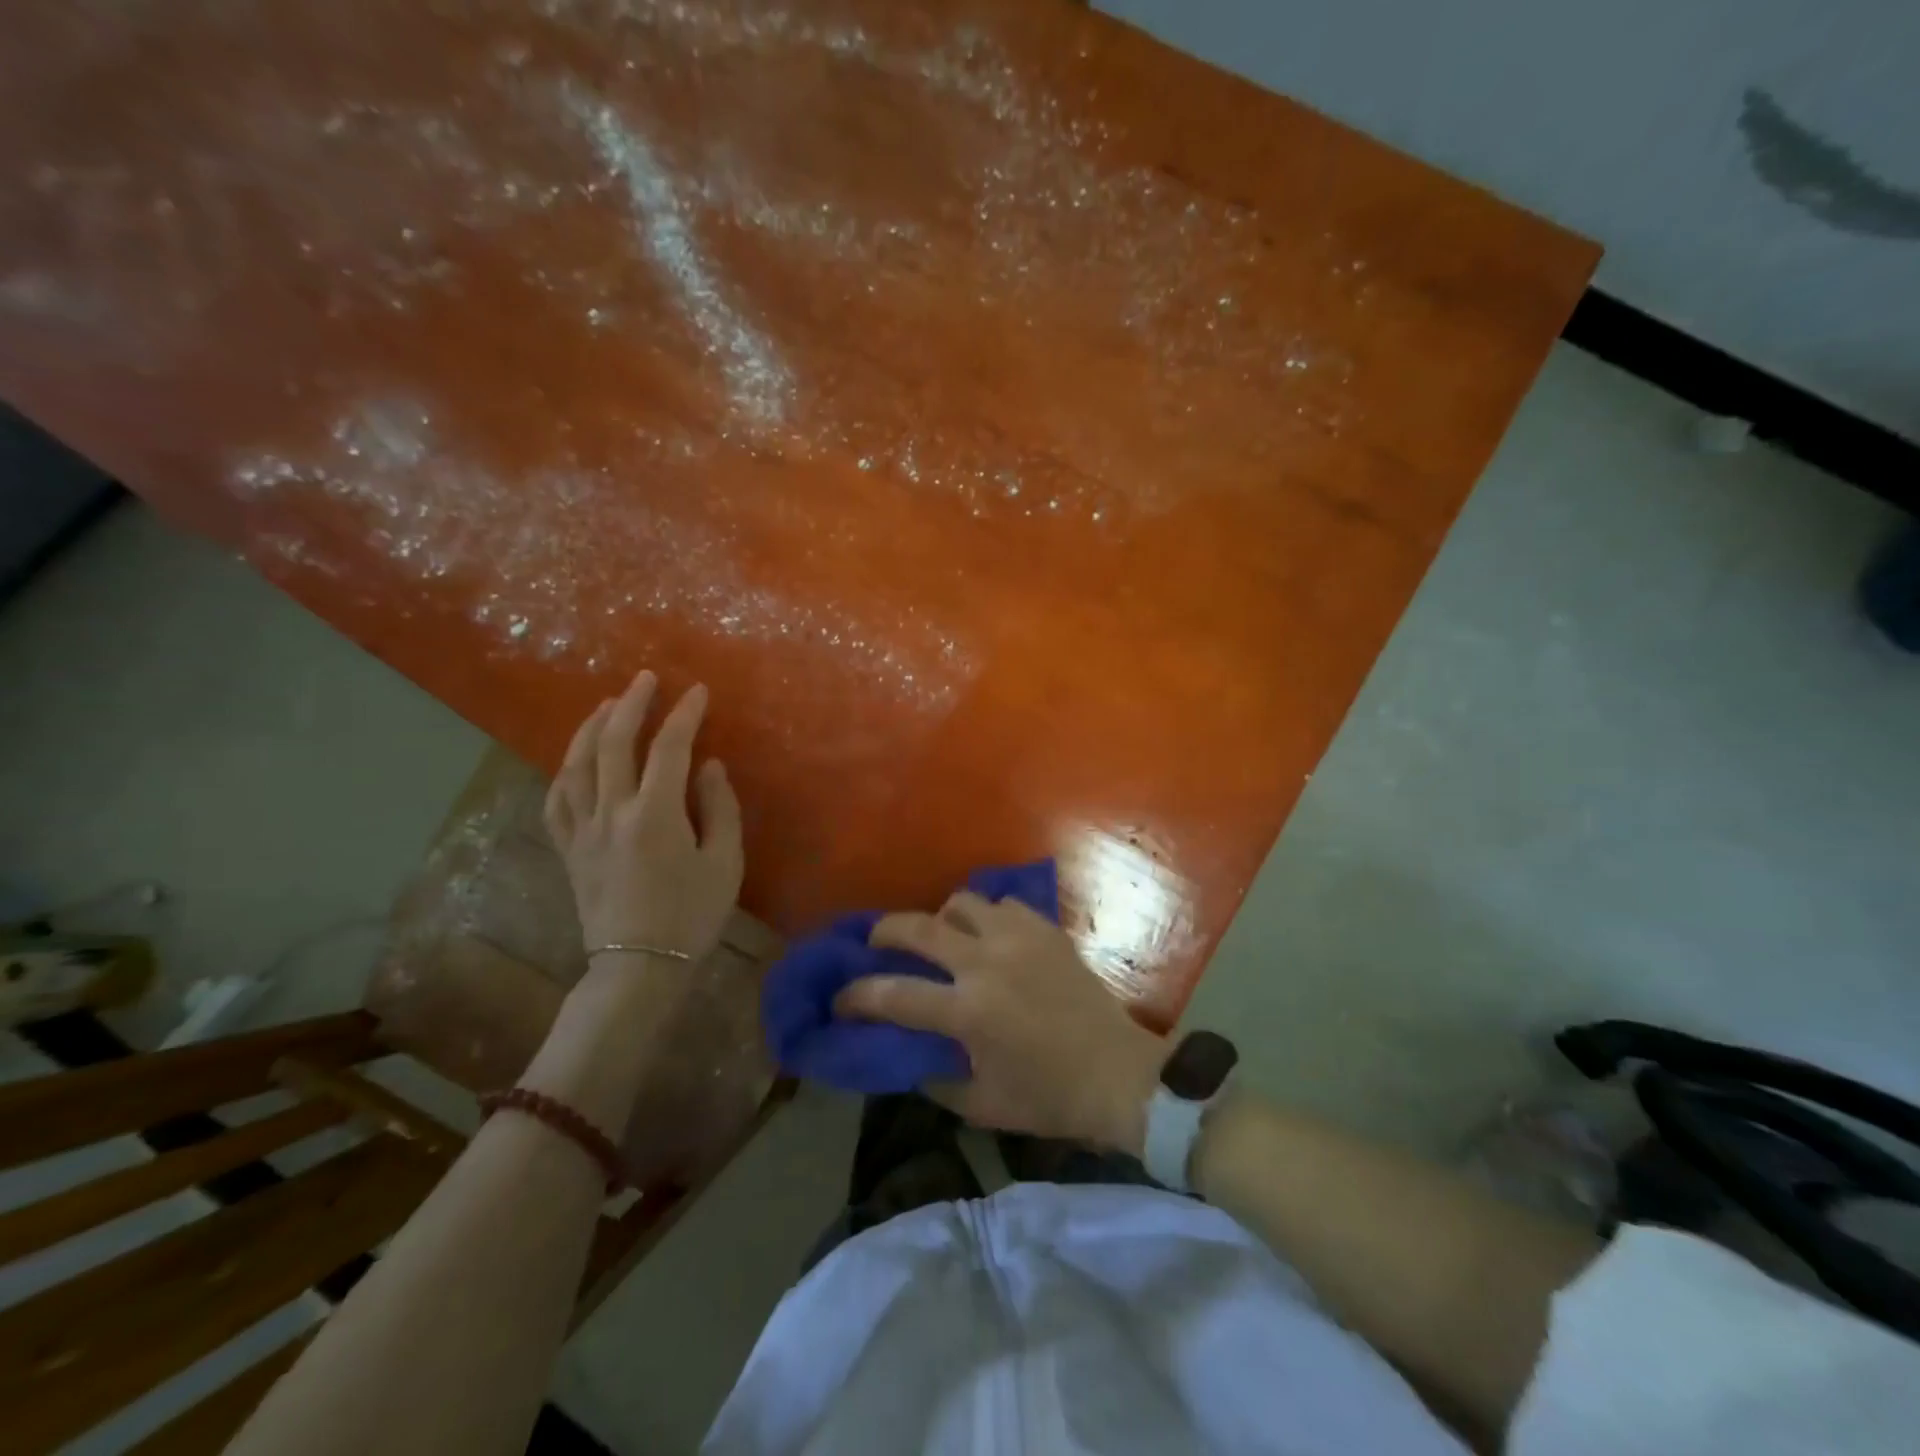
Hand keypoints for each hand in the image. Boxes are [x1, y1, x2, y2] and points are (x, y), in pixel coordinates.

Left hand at [544, 671, 743, 967]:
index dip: (684, 714)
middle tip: (645, 679)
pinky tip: (574, 759)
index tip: (698, 691)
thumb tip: (708, 766)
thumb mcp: (725, 863)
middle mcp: (612, 813)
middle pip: (614, 744)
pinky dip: (564, 771)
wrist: (639, 966)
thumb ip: (720, 808)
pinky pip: (556, 800)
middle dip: (631, 704)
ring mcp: (583, 831)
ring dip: (592, 728)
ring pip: (576, 765)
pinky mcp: (568, 850)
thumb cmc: (691, 915)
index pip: (669, 748)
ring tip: (607, 705)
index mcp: (655, 815)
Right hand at [835, 893, 1166, 1154]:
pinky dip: (986, 916)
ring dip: (941, 918)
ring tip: (942, 937)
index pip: (893, 995)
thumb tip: (906, 1054)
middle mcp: (986, 963)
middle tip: (875, 943)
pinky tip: (989, 937)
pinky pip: (1003, 905)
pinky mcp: (1046, 930)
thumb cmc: (1049, 1098)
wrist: (1119, 1074)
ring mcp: (1019, 939)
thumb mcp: (982, 1105)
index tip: (840, 999)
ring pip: (962, 903)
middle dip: (884, 932)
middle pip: (918, 927)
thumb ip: (934, 1078)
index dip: (857, 996)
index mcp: (968, 1012)